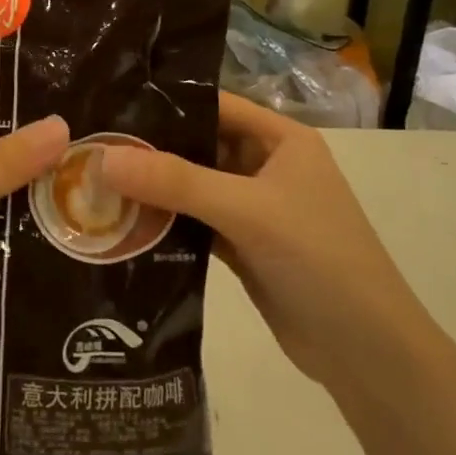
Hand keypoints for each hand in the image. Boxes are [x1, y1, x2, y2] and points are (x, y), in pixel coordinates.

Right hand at [100, 92, 416, 389]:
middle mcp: (266, 165)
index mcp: (281, 139)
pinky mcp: (241, 246)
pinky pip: (192, 222)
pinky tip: (120, 222)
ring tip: (91, 180)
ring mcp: (253, 208)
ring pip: (191, 186)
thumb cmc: (319, 259)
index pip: (214, 105)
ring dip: (152, 188)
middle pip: (198, 145)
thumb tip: (103, 158)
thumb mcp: (248, 210)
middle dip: (150, 148)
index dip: (166, 101)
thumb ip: (176, 181)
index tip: (110, 103)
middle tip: (89, 146)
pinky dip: (163, 222)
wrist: (367, 354)